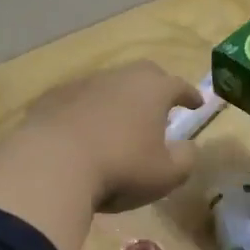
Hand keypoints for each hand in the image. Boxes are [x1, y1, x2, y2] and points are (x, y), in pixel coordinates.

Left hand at [23, 60, 202, 212]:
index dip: (190, 95)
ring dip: (118, 100)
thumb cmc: (120, 169)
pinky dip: (87, 111)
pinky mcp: (52, 98)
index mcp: (152, 90)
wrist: (52, 165)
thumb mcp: (167, 175)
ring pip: (108, 85)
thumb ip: (185, 158)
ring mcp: (82, 84)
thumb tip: (187, 146)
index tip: (197, 104)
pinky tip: (84, 131)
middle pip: (143, 74)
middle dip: (155, 88)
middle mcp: (119, 78)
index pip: (179, 85)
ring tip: (120, 122)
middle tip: (160, 107)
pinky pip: (78, 101)